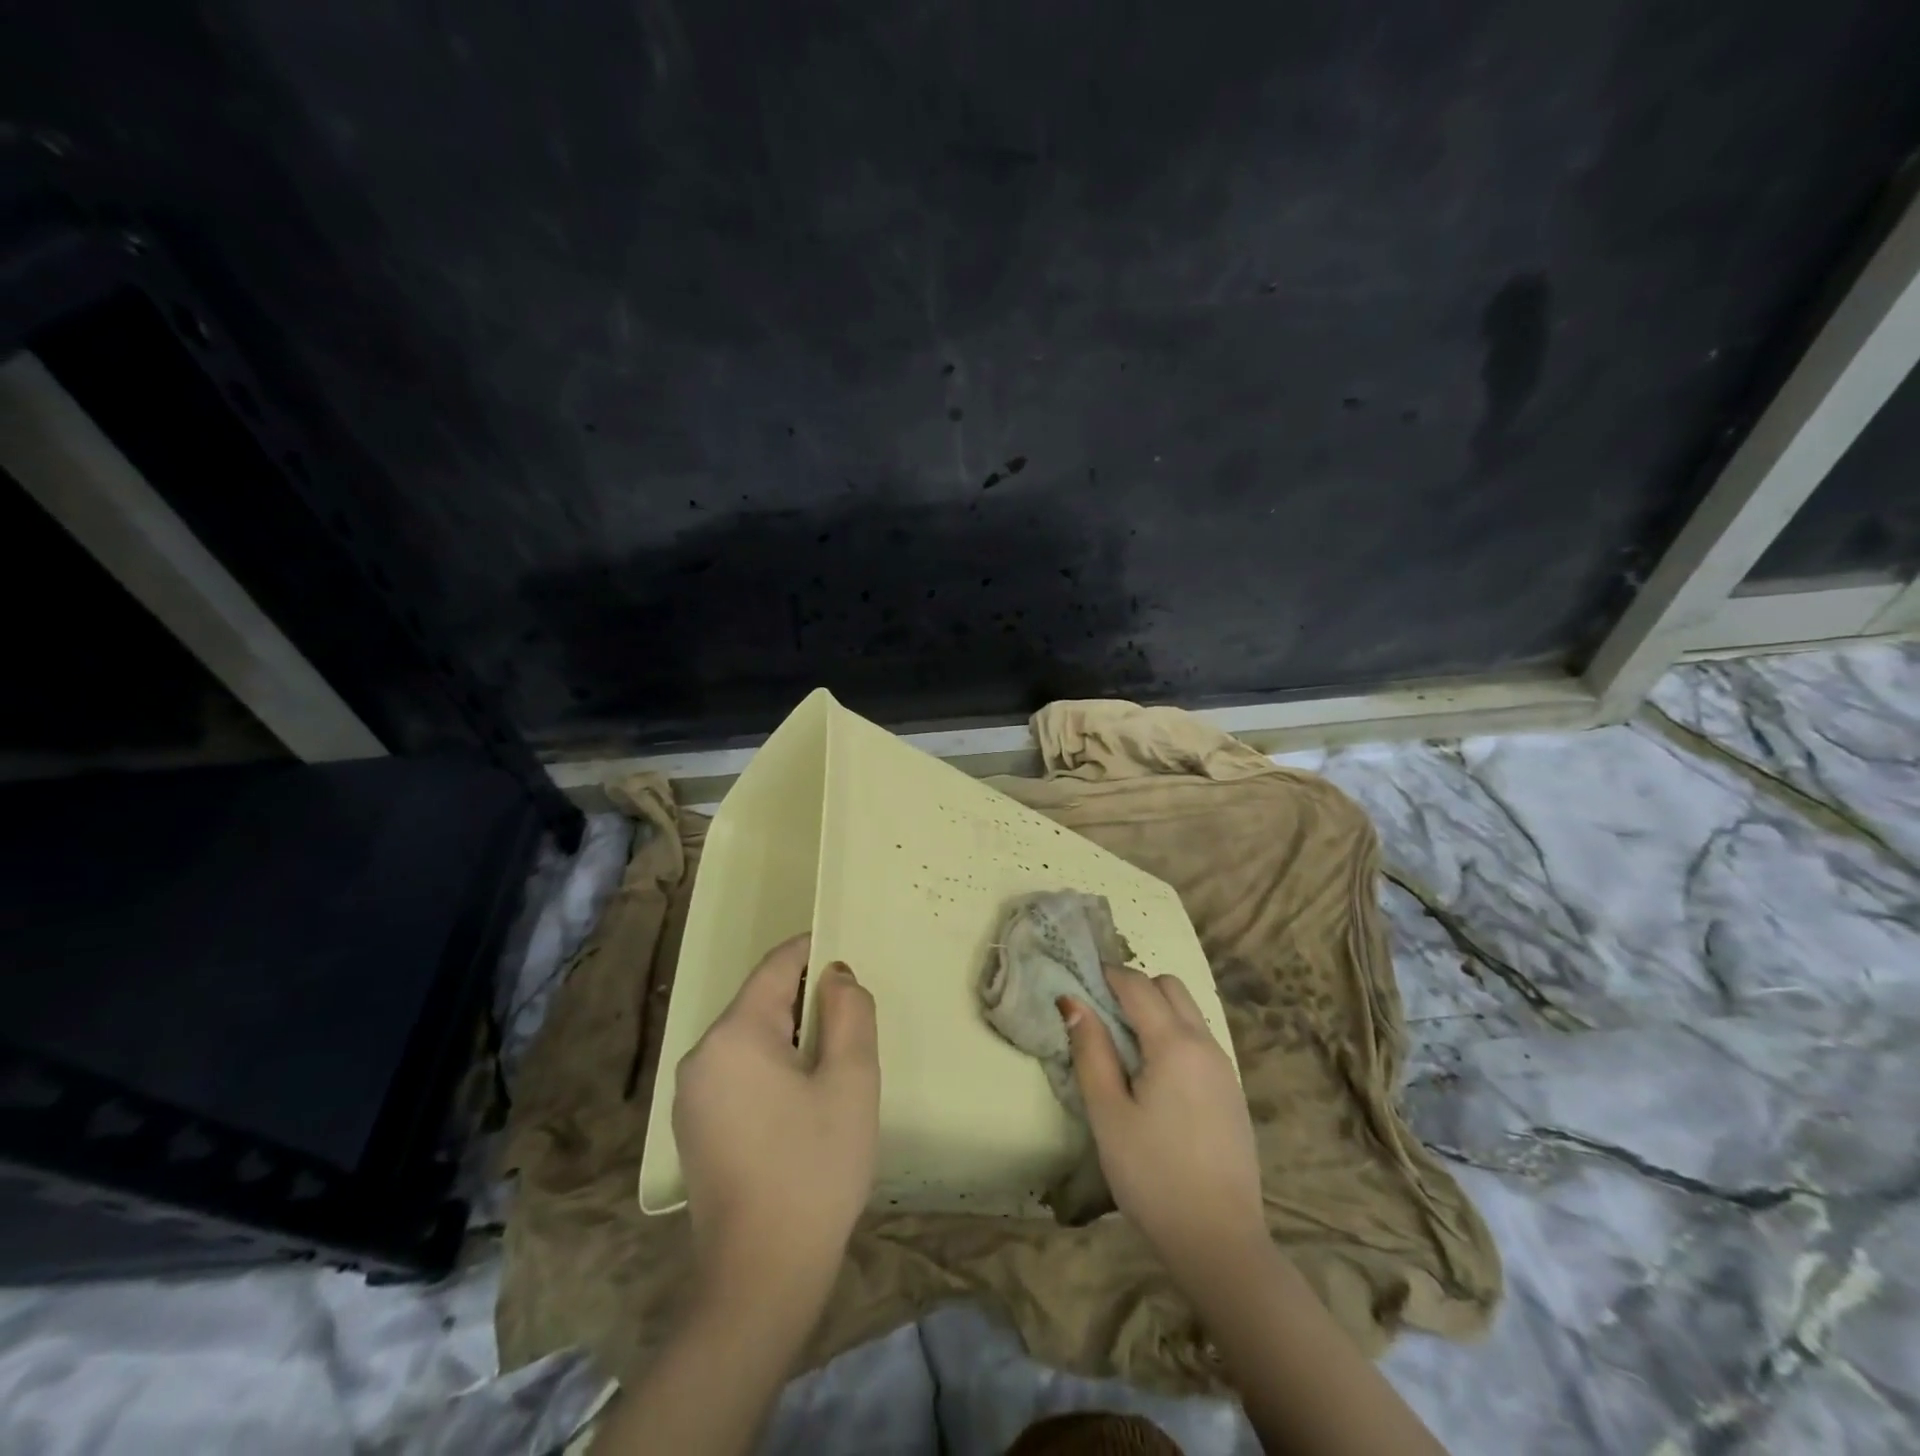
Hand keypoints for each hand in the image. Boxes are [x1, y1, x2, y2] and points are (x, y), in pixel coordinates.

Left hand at [674, 934, 878, 1298]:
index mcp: (735, 1034)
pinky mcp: (694, 1127)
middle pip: (761, 1002)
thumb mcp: (851, 1081)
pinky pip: (737, 1072)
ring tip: (833, 1065)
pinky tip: (801, 1104)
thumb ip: (850, 1012)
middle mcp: (702, 1054)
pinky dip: (771, 1068)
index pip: (777, 966)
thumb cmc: (814, 1168)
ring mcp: (691, 1094)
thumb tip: (836, 975)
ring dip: (792, 1036)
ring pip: (750, 1038)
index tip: (848, 957)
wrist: (760, 1278)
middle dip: (807, 1000)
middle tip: (853, 1022)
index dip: (814, 951)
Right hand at [1063, 966, 1265, 1278]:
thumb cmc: (1152, 1175)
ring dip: (1156, 1009)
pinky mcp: (1232, 1089)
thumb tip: (1073, 1001)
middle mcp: (1205, 1043)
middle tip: (1101, 1015)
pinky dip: (1173, 1034)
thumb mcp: (1108, 1113)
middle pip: (1169, 986)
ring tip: (1123, 1046)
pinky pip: (1199, 1038)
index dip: (1106, 975)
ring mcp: (1224, 1066)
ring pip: (1188, 1011)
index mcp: (1174, 1043)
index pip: (1137, 984)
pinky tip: (1154, 1075)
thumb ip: (1090, 1050)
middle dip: (1135, 987)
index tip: (1079, 982)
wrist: (1220, 1241)